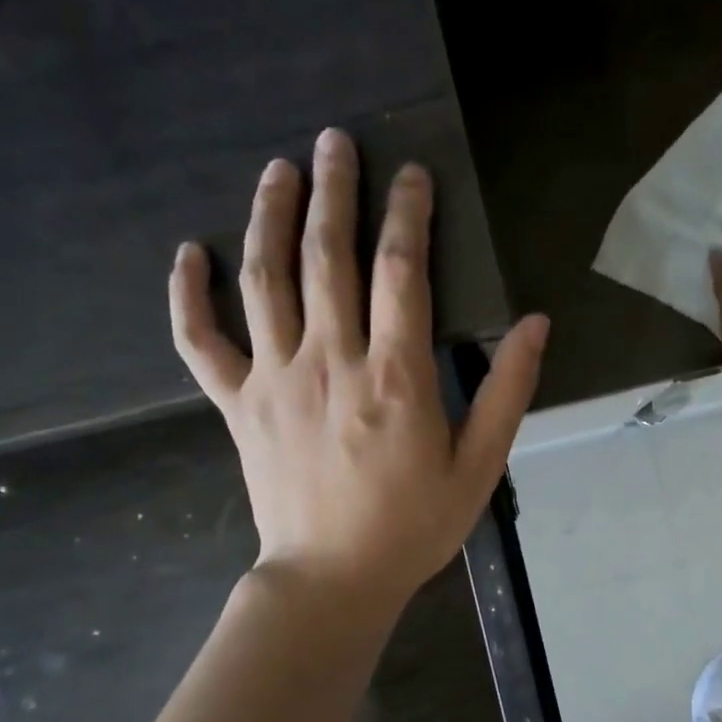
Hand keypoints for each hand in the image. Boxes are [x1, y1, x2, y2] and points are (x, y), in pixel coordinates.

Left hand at [170, 129, 548, 611]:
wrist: (331, 581)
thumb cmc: (412, 527)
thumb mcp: (479, 466)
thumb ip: (507, 391)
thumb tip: (534, 323)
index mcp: (394, 376)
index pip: (401, 271)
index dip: (408, 214)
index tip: (412, 174)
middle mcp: (329, 361)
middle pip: (327, 256)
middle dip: (335, 191)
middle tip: (335, 140)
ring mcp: (274, 379)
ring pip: (264, 279)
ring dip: (270, 216)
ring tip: (278, 169)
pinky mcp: (237, 404)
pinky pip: (199, 341)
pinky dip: (187, 296)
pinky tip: (187, 253)